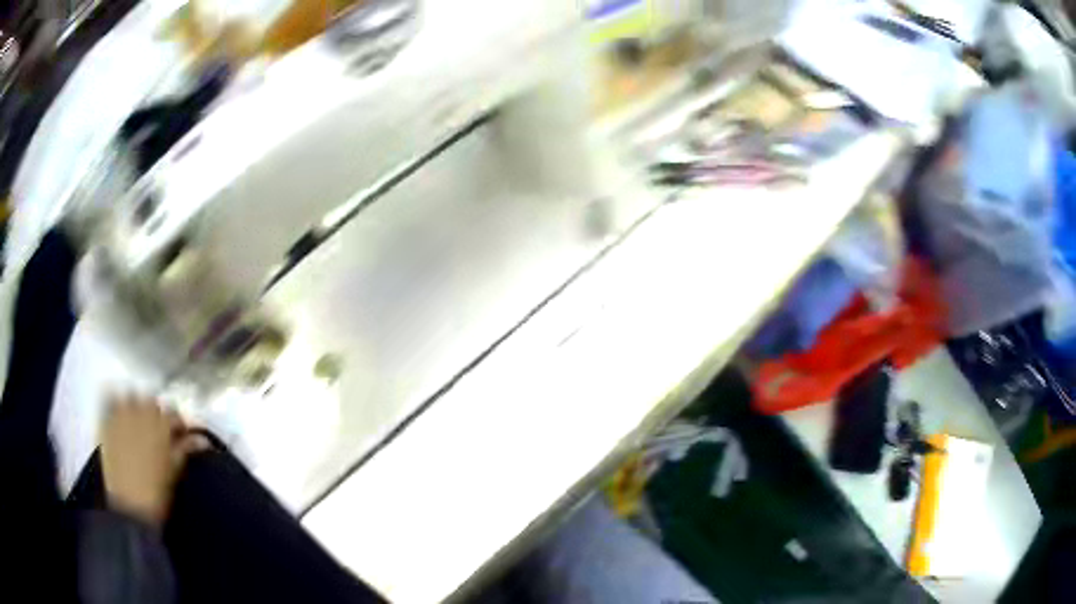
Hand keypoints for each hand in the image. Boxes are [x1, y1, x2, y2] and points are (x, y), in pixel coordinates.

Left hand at [100, 396, 209, 527]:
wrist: (130, 507)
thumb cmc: (157, 494)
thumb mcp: (174, 472)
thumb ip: (185, 449)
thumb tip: (203, 439)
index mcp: (162, 426)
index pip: (173, 414)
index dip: (178, 424)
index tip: (181, 436)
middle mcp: (142, 413)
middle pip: (151, 402)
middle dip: (156, 413)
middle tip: (158, 431)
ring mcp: (121, 415)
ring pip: (131, 396)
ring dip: (136, 405)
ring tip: (138, 422)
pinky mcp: (106, 421)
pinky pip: (109, 400)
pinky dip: (115, 402)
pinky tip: (118, 411)